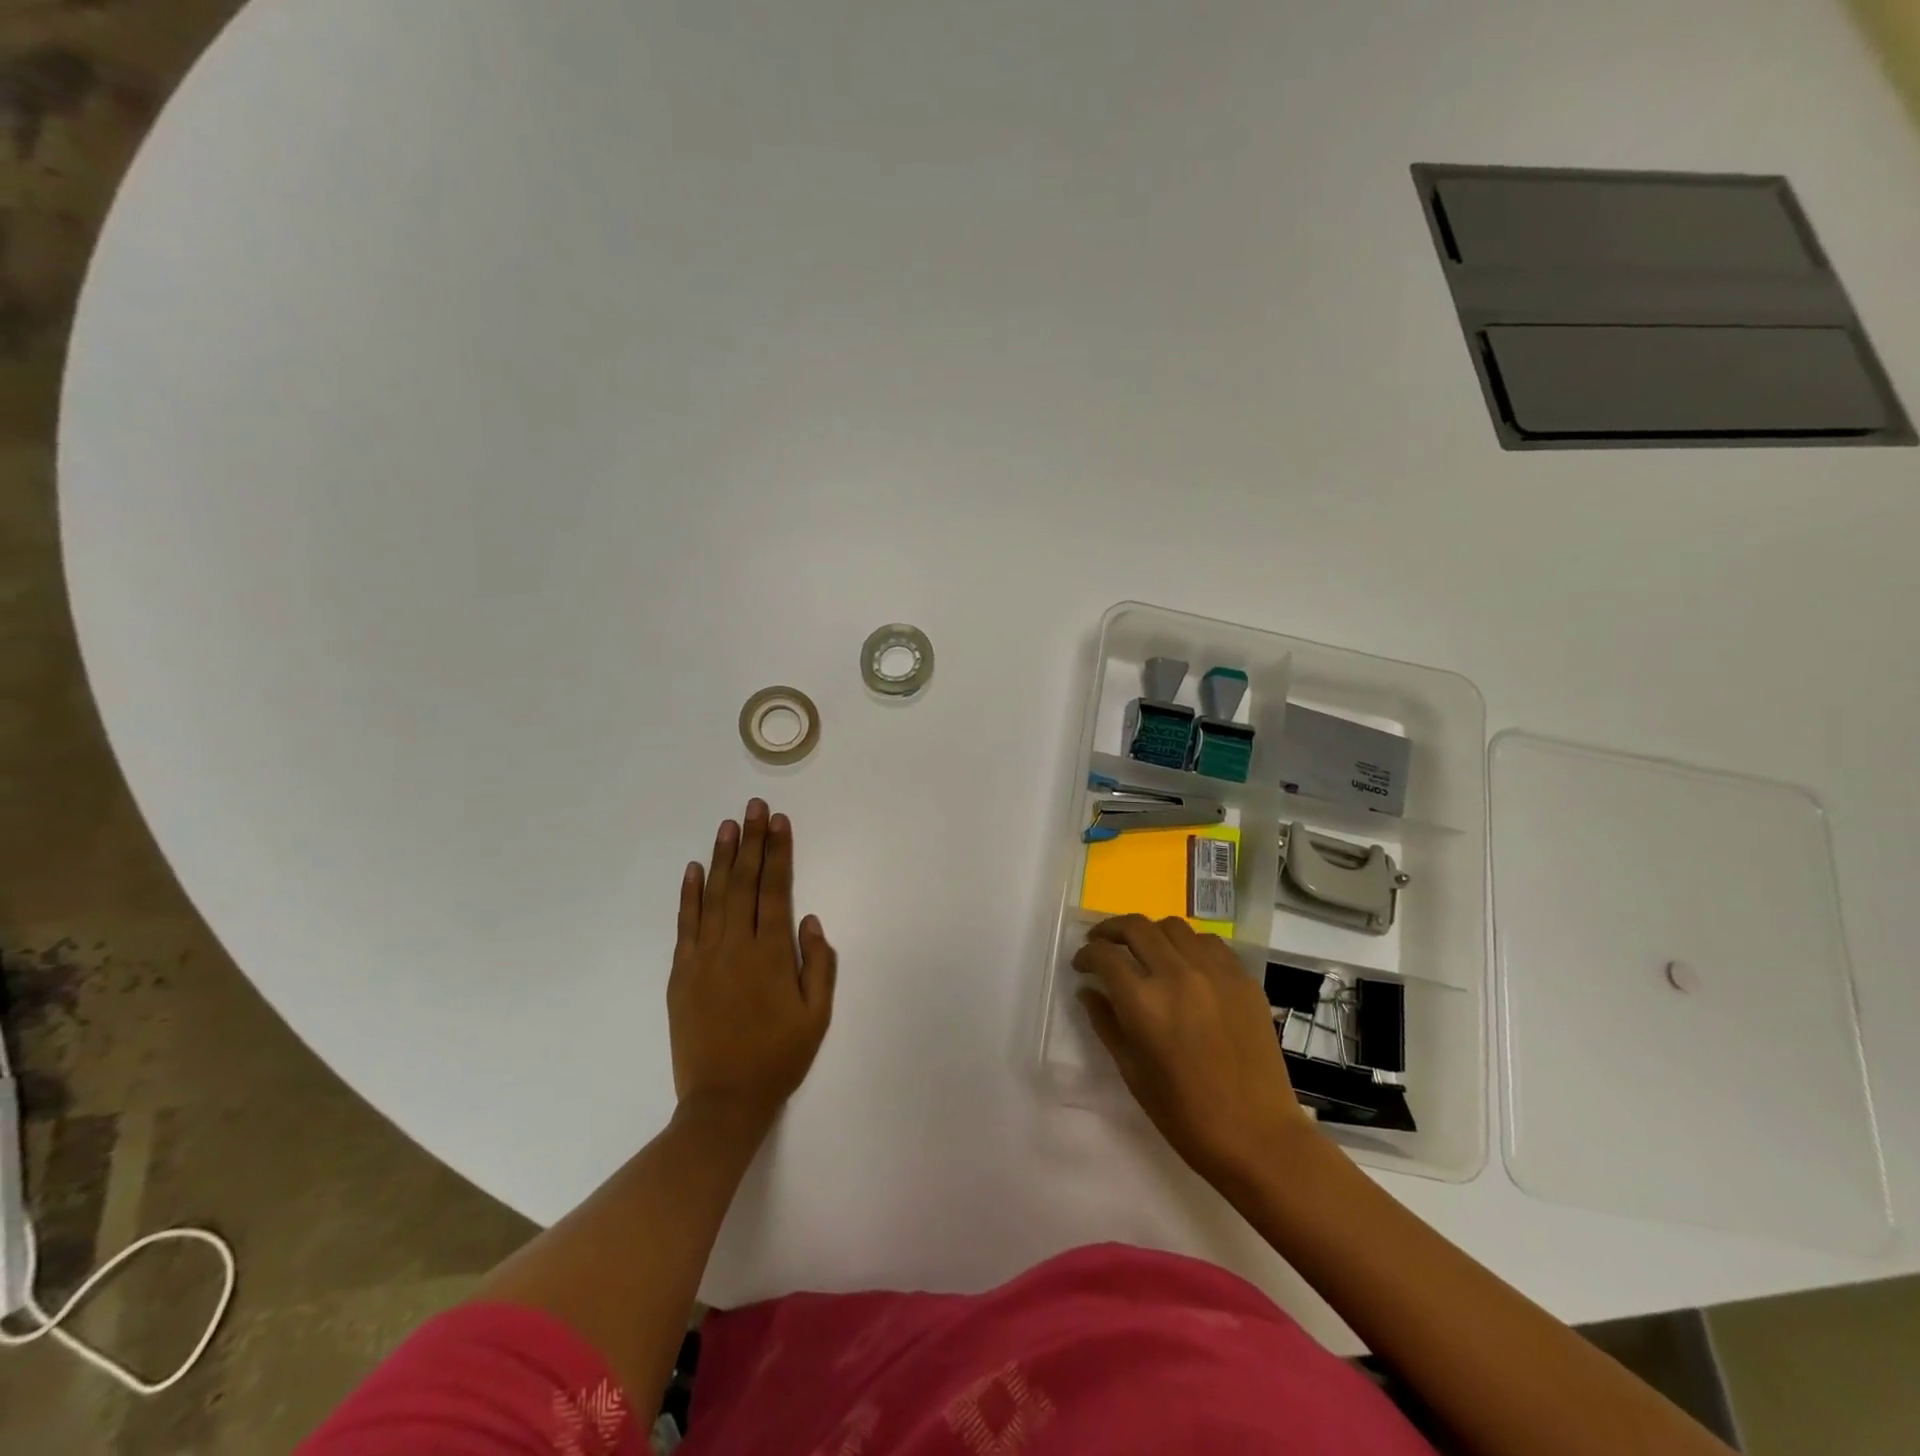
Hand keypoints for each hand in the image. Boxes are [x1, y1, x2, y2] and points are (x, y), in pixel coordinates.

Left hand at [669, 799, 836, 1125]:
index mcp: (770, 955)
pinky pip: (685, 925)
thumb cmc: (778, 1058)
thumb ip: (818, 965)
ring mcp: (703, 958)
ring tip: (729, 825)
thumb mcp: (817, 1016)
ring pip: (713, 896)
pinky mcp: (681, 974)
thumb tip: (810, 921)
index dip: (778, 853)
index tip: (780, 822)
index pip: (775, 890)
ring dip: (721, 858)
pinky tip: (693, 870)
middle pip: (744, 883)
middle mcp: (735, 947)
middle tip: (755, 806)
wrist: (723, 1102)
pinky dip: (689, 895)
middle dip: (752, 841)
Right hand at [1074, 915, 1314, 1189]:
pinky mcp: (1243, 979)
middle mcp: (1177, 975)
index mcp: (1144, 1002)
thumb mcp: (1132, 1072)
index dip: (1086, 955)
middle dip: (1110, 930)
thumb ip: (1105, 1023)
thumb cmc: (1185, 1114)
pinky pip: (1209, 943)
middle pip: (1136, 926)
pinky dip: (1188, 944)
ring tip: (1145, 951)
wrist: (1257, 1136)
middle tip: (1102, 944)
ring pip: (1173, 926)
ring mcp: (1215, 972)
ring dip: (1150, 933)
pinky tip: (1185, 964)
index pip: (1104, 955)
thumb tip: (1088, 991)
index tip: (1082, 965)